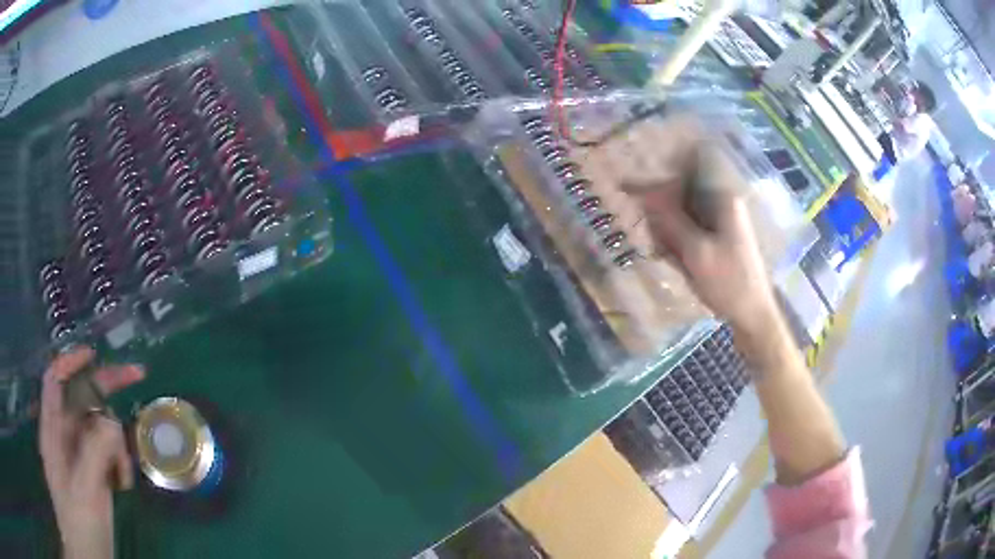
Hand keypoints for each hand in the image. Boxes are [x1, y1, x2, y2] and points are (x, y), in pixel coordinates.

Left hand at [39, 347, 143, 558]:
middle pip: (83, 396)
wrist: (87, 552)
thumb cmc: (79, 522)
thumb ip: (94, 453)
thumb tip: (112, 422)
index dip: (72, 361)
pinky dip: (120, 462)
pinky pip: (109, 452)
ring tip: (124, 475)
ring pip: (101, 427)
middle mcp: (65, 434)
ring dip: (117, 444)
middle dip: (107, 388)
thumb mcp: (84, 490)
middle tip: (137, 376)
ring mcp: (80, 454)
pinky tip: (122, 483)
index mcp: (53, 430)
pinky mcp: (93, 471)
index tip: (95, 354)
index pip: (56, 379)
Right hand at [632, 145, 778, 334]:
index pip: (685, 170)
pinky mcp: (716, 238)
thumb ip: (670, 220)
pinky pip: (688, 230)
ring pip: (681, 213)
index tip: (631, 183)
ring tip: (665, 253)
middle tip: (653, 233)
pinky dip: (677, 242)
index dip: (659, 174)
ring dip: (668, 230)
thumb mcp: (696, 252)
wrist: (753, 316)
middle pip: (680, 192)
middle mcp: (721, 203)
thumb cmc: (729, 282)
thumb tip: (644, 193)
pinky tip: (674, 259)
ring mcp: (719, 221)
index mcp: (722, 198)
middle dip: (662, 210)